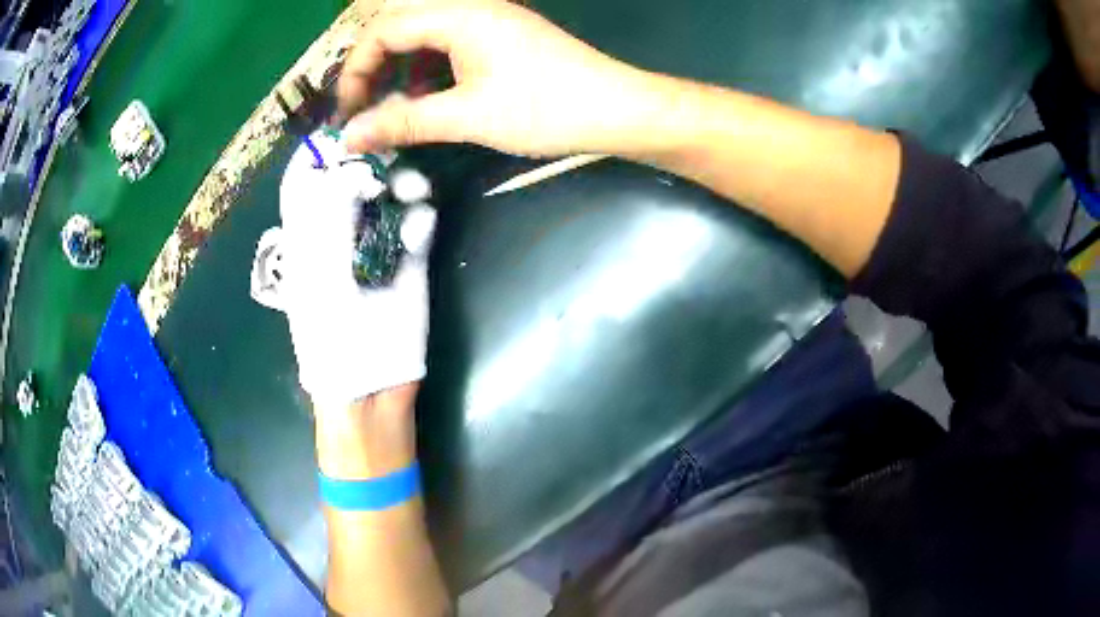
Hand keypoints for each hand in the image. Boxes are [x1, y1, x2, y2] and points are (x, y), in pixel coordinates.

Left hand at [274, 131, 436, 405]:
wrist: (369, 385)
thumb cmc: (326, 334)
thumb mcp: (315, 267)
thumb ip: (327, 209)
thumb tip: (343, 156)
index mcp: (309, 232)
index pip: (311, 176)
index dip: (327, 152)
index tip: (350, 134)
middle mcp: (342, 231)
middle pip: (357, 177)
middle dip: (373, 162)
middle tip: (387, 160)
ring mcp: (379, 244)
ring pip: (392, 195)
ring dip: (403, 185)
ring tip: (411, 190)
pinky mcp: (412, 262)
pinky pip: (418, 225)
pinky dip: (421, 219)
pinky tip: (420, 227)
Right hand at [338, 0, 672, 157]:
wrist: (618, 110)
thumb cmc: (546, 109)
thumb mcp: (467, 116)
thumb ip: (402, 123)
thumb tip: (348, 137)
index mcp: (459, 16)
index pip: (383, 29)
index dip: (356, 71)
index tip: (349, 113)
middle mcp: (471, 9)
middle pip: (399, 27)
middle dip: (375, 68)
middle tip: (367, 110)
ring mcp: (489, 22)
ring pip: (423, 37)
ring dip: (401, 71)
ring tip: (398, 110)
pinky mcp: (502, 39)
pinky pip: (449, 46)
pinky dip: (429, 72)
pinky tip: (431, 100)